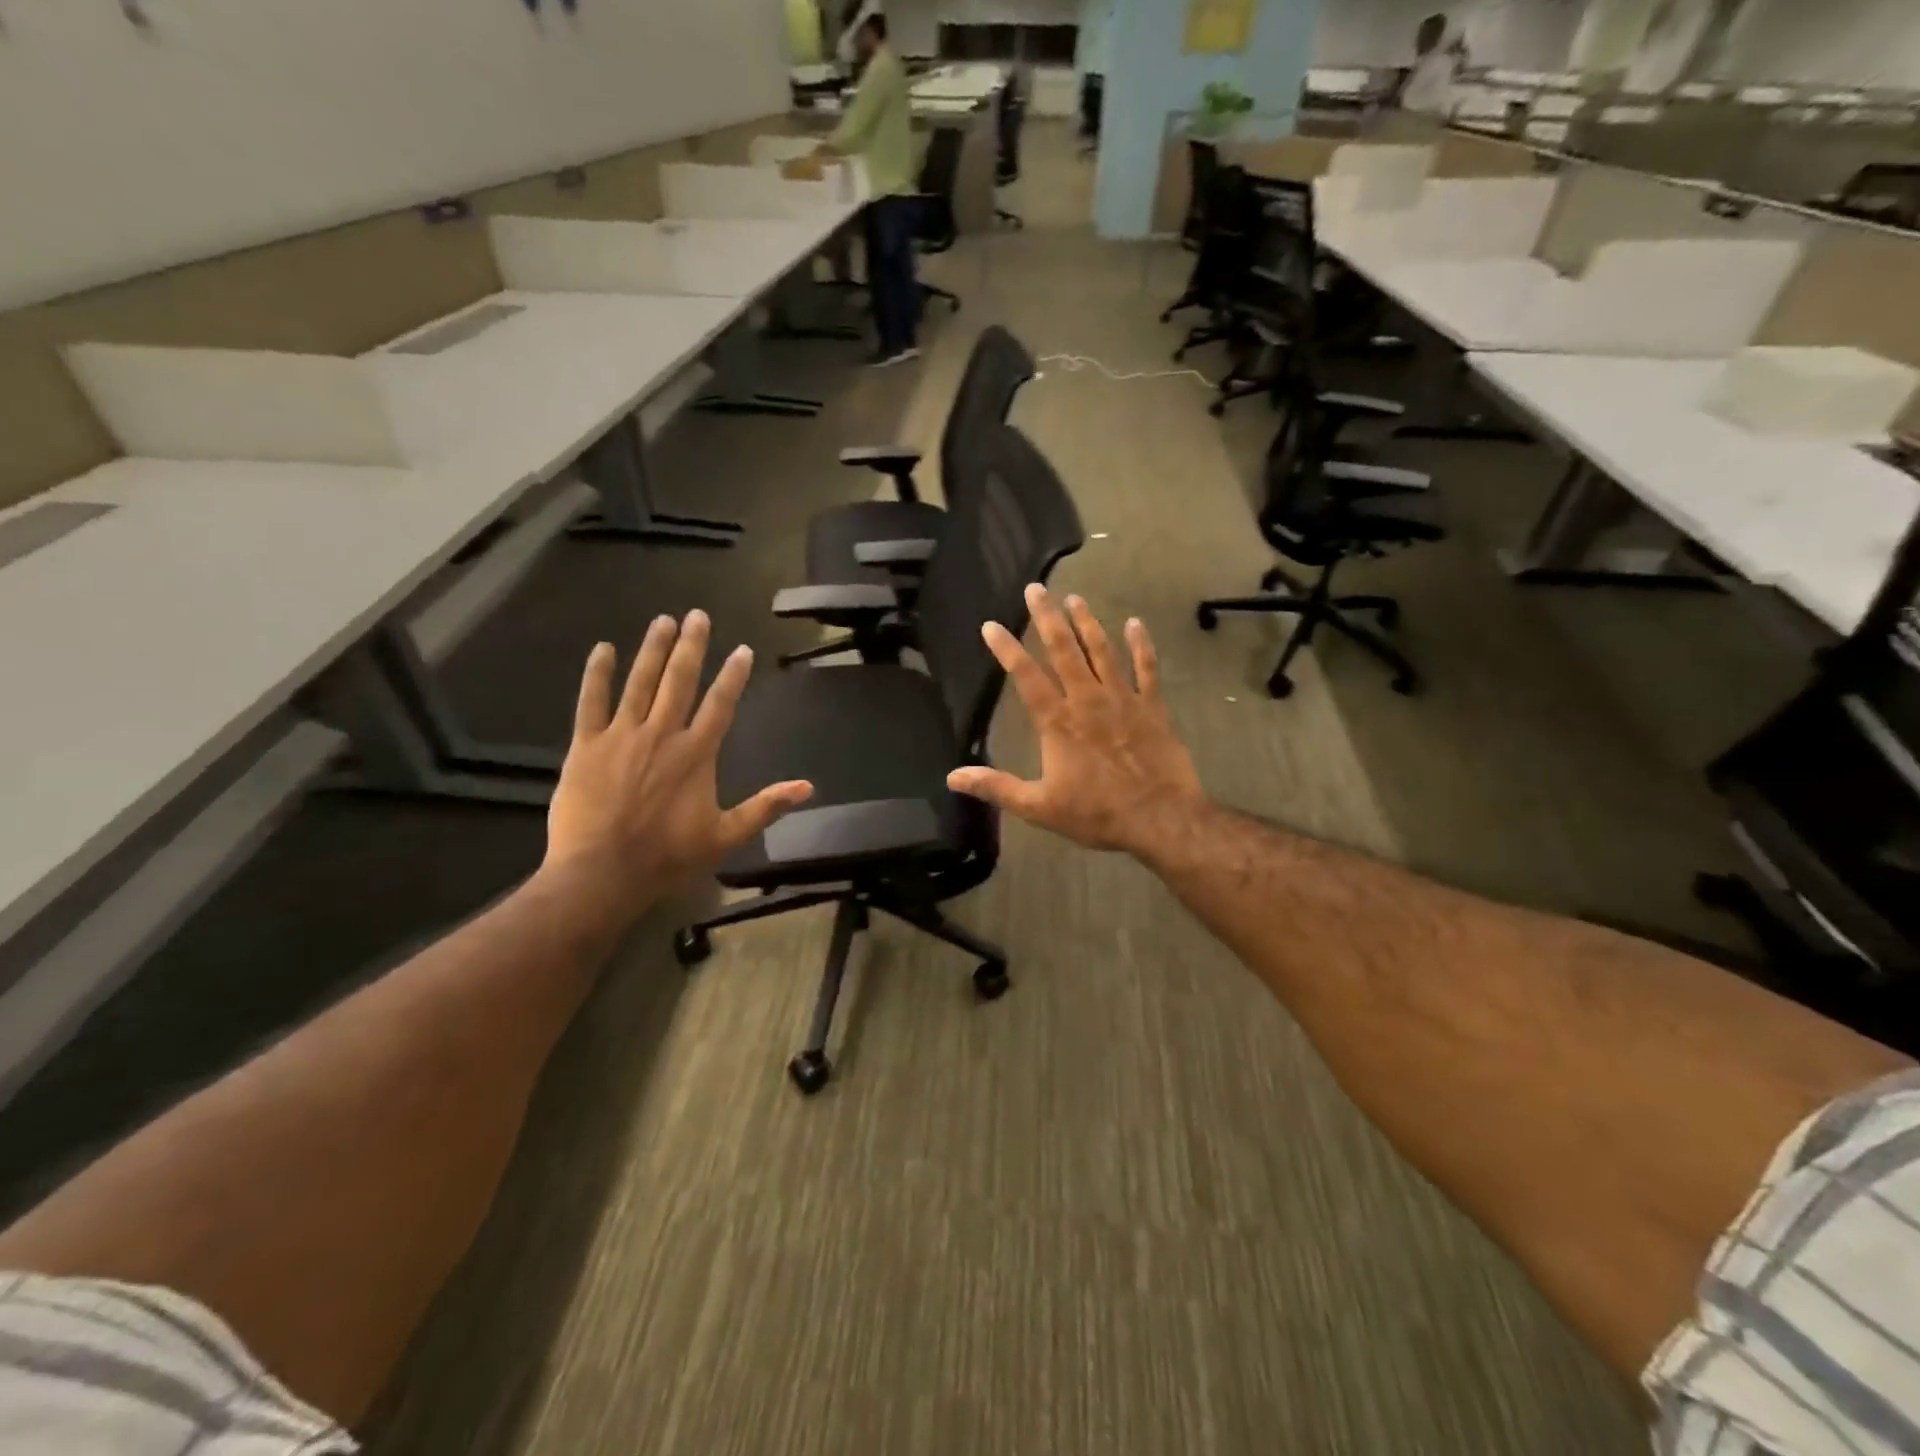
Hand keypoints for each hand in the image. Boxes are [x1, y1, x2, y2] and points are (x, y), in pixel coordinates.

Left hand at [544, 612, 813, 896]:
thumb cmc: (668, 856)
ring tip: (663, 620)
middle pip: (680, 681)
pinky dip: (597, 674)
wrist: (602, 873)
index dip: (733, 676)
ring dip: (653, 650)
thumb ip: (765, 807)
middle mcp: (662, 734)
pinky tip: (603, 649)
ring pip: (640, 682)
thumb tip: (808, 787)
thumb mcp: (726, 835)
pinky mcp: (587, 746)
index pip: (720, 705)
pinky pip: (591, 702)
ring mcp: (622, 736)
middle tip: (698, 615)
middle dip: (691, 646)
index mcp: (696, 754)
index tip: (742, 649)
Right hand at [947, 586, 1205, 856]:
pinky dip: (1141, 645)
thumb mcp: (1038, 807)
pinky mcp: (1152, 707)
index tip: (991, 625)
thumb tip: (952, 777)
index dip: (1006, 649)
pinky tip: (1134, 623)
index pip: (1026, 677)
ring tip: (1074, 598)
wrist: (1159, 818)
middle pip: (1064, 650)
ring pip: (1102, 651)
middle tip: (1037, 588)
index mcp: (1058, 722)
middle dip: (1048, 617)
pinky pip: (1147, 669)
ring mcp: (1123, 700)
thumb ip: (996, 787)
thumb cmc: (1096, 813)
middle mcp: (1087, 701)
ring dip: (1087, 623)